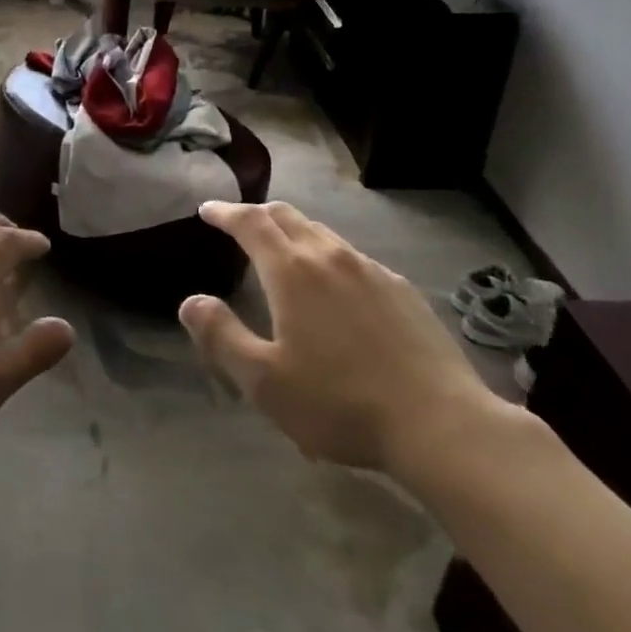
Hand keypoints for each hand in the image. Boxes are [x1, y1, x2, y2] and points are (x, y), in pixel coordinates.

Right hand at [180, 201, 508, 489]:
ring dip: (293, 232)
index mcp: (292, 271)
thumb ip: (221, 336)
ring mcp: (370, 269)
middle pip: (287, 216)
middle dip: (257, 214)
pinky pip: (352, 257)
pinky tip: (334, 285)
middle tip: (238, 222)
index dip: (225, 212)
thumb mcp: (265, 381)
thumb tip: (191, 301)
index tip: (207, 209)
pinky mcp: (400, 289)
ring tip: (282, 250)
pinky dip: (327, 255)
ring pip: (322, 233)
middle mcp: (330, 256)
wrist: (439, 422)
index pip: (251, 223)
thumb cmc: (340, 403)